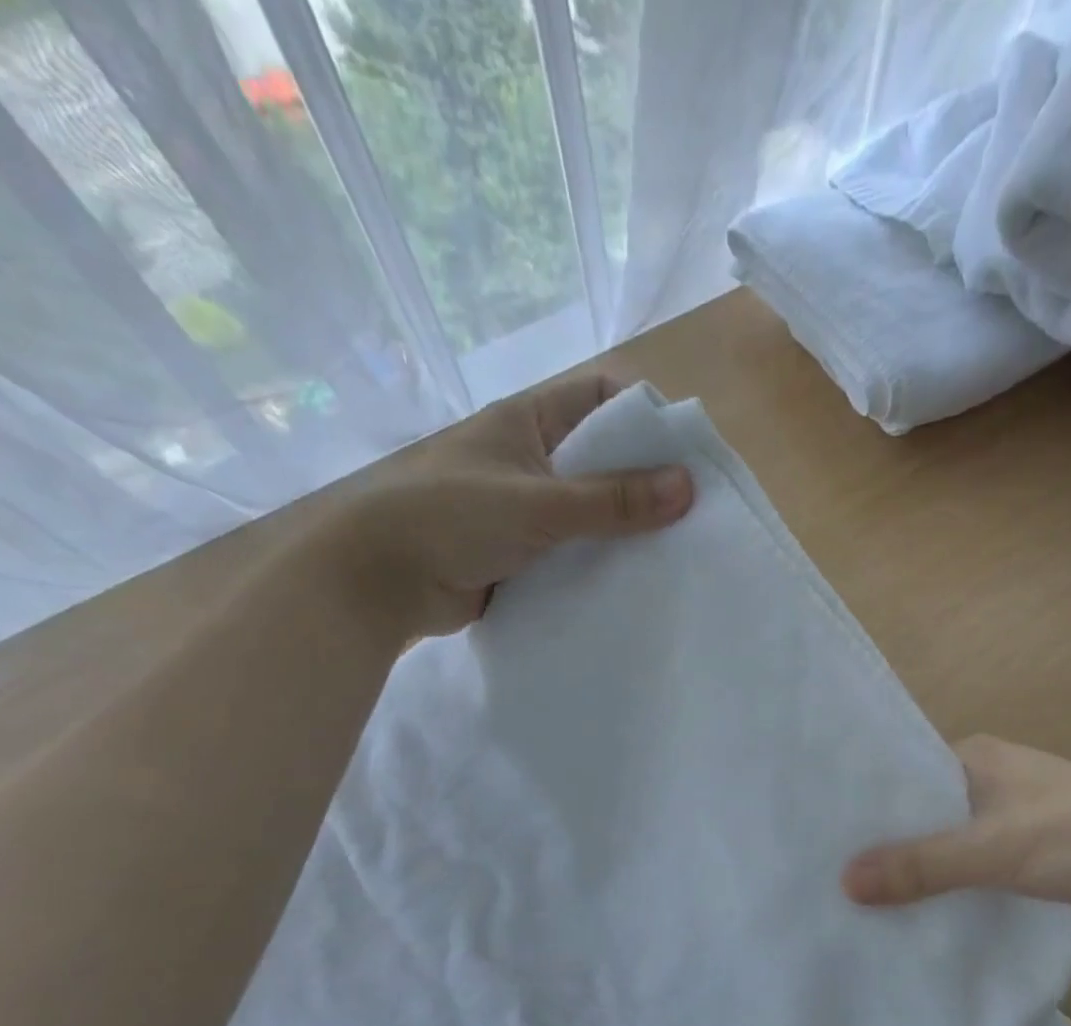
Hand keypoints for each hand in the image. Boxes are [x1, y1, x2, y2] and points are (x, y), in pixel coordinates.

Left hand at [321, 371, 693, 638]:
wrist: (377, 583)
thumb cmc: (450, 518)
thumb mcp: (538, 502)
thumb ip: (613, 499)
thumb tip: (688, 487)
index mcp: (528, 422)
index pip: (600, 398)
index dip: (644, 415)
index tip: (686, 454)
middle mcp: (531, 458)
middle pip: (602, 457)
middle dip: (646, 480)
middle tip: (694, 511)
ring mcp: (526, 507)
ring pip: (592, 509)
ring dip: (626, 527)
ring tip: (676, 549)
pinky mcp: (523, 552)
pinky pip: (576, 549)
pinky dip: (602, 560)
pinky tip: (636, 578)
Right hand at [843, 736, 1070, 937]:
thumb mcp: (993, 846)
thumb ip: (922, 865)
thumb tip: (844, 883)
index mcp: (976, 755)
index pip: (904, 772)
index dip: (868, 802)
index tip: (822, 833)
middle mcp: (987, 781)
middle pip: (922, 813)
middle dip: (887, 841)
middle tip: (829, 872)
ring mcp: (1007, 822)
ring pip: (946, 846)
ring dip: (917, 870)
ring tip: (857, 899)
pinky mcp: (1023, 860)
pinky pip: (969, 872)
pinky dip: (946, 889)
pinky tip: (911, 915)